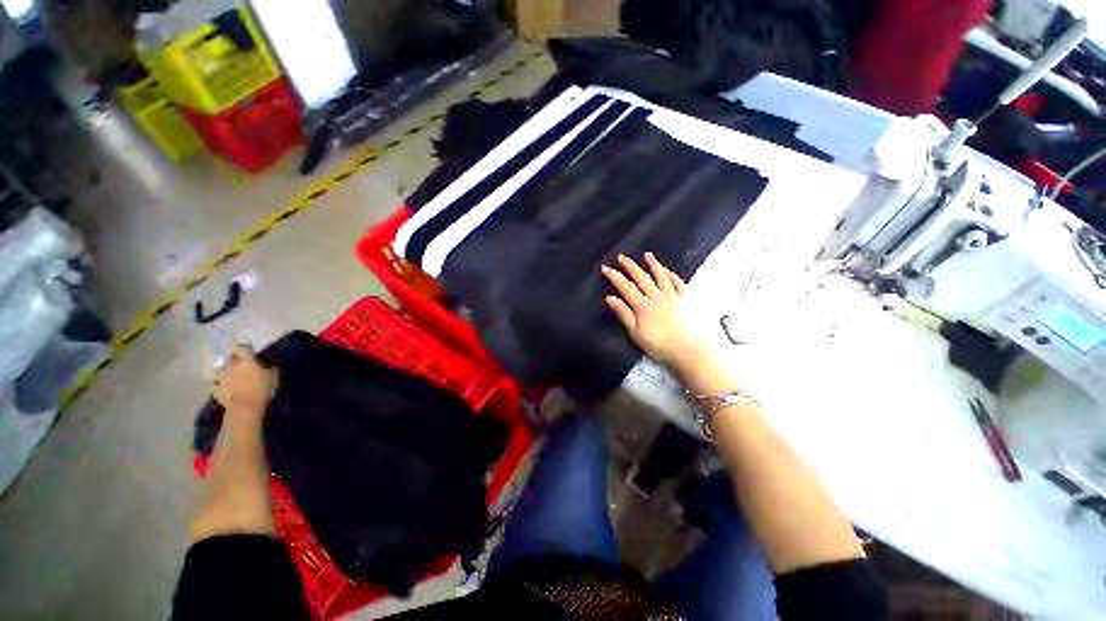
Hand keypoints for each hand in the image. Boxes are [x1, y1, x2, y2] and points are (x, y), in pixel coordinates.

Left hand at [214, 345, 276, 419]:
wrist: (244, 408)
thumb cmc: (262, 389)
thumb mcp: (274, 377)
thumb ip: (271, 368)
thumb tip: (271, 364)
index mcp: (246, 360)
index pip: (242, 347)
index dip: (245, 348)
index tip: (250, 351)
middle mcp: (231, 365)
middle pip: (230, 358)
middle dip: (235, 360)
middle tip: (242, 366)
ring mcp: (221, 377)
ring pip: (221, 370)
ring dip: (226, 371)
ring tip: (231, 377)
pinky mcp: (215, 389)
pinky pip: (216, 384)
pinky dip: (220, 385)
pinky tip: (225, 388)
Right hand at [602, 253, 705, 366]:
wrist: (690, 350)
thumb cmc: (660, 345)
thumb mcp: (636, 333)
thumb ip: (624, 314)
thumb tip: (610, 298)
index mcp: (643, 306)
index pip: (625, 287)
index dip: (615, 276)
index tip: (606, 268)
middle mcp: (657, 296)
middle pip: (641, 277)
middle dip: (630, 266)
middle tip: (622, 256)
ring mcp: (673, 295)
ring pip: (661, 276)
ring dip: (653, 264)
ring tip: (647, 255)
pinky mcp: (687, 299)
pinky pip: (678, 282)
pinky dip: (671, 275)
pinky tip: (667, 271)